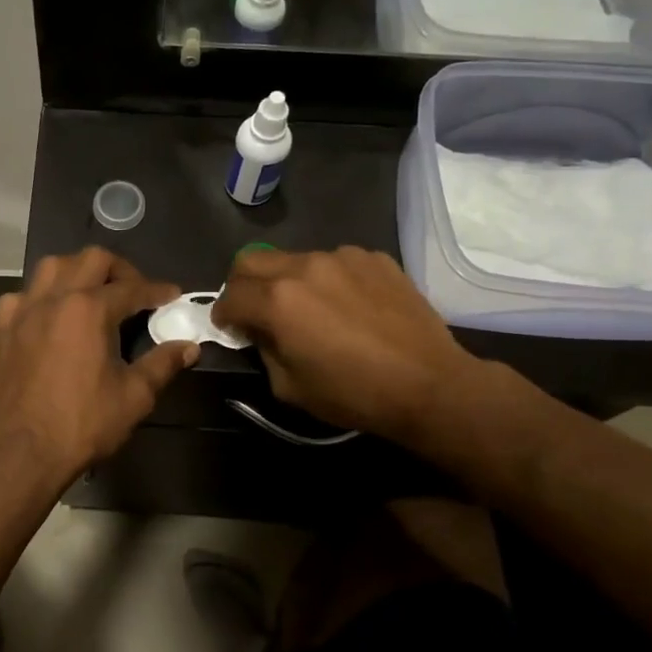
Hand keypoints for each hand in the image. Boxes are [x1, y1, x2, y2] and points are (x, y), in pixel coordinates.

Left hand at [0, 249, 198, 486]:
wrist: (24, 453)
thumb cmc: (83, 424)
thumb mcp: (134, 396)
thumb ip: (163, 364)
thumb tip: (189, 346)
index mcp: (90, 309)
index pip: (132, 288)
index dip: (157, 290)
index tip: (172, 295)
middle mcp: (55, 298)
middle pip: (91, 260)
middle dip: (120, 269)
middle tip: (134, 291)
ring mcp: (23, 311)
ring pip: (52, 267)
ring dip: (77, 271)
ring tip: (92, 293)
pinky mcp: (2, 329)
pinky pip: (21, 295)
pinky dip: (40, 297)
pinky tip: (49, 316)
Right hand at [211, 246, 484, 443]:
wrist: (429, 384)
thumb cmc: (353, 394)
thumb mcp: (290, 387)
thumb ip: (264, 350)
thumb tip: (259, 332)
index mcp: (278, 301)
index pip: (230, 295)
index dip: (222, 314)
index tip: (229, 327)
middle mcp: (304, 267)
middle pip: (251, 260)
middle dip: (241, 284)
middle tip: (253, 309)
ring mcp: (342, 257)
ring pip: (294, 259)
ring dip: (287, 280)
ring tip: (309, 308)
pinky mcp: (373, 258)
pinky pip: (335, 261)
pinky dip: (328, 280)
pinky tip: (347, 306)